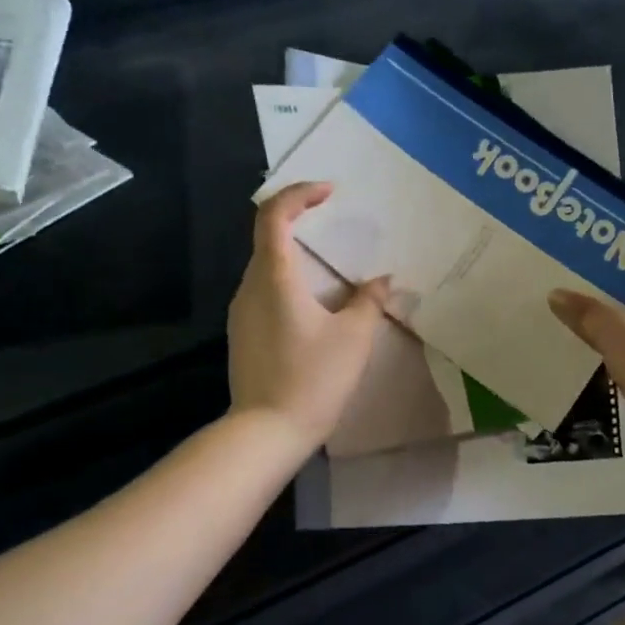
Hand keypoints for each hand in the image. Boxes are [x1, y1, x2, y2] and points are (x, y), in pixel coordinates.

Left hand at [227, 182, 389, 449]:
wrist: (267, 431)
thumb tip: (382, 281)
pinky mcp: (243, 335)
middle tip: (335, 228)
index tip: (329, 192)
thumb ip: (369, 302)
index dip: (299, 194)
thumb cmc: (313, 379)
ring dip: (296, 259)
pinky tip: (314, 308)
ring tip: (331, 271)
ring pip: (266, 269)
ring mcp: (241, 313)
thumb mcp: (353, 338)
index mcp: (274, 277)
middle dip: (300, 224)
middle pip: (268, 238)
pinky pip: (265, 294)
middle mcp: (250, 287)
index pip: (274, 215)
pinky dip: (288, 285)